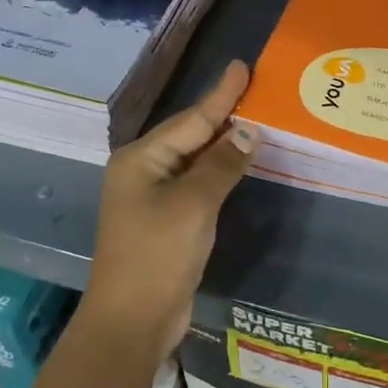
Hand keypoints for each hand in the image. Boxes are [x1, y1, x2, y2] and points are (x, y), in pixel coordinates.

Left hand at [83, 60, 256, 353]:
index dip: (220, 94)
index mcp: (140, 159)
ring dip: (223, 144)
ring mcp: (152, 197)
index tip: (242, 66)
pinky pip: (197, 184)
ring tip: (255, 120)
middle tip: (255, 89)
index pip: (191, 119)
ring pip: (195, 160)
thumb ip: (222, 164)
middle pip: (190, 135)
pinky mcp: (166, 221)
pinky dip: (219, 172)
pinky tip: (239, 163)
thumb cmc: (158, 255)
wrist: (133, 320)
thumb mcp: (193, 204)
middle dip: (223, 114)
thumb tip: (248, 131)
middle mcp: (143, 171)